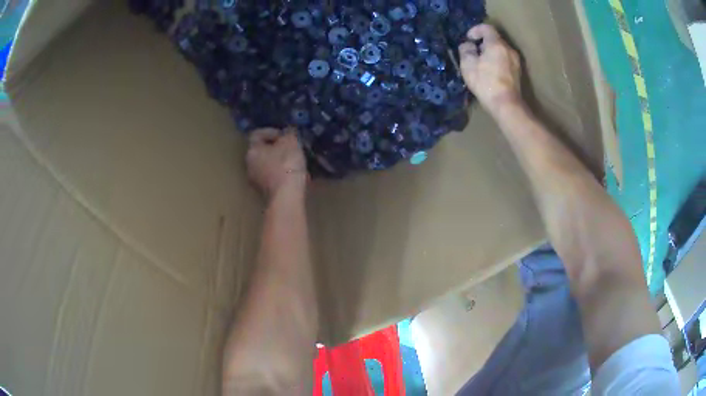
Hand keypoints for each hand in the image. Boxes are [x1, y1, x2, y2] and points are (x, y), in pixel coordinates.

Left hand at [246, 127, 307, 197]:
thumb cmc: (286, 165)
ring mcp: (256, 182)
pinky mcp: (265, 194)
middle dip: (276, 149)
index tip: (285, 135)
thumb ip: (288, 134)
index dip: (271, 131)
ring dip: (279, 163)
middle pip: (262, 151)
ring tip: (295, 162)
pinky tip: (295, 176)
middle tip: (291, 148)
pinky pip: (273, 179)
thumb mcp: (291, 142)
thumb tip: (288, 132)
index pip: (257, 135)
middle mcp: (249, 165)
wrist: (286, 197)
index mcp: (252, 150)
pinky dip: (282, 175)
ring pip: (267, 166)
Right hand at [459, 24, 521, 114]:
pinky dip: (497, 61)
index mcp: (497, 44)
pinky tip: (491, 72)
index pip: (486, 28)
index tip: (468, 39)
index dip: (475, 30)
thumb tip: (468, 45)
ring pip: (500, 50)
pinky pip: (505, 59)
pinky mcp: (518, 72)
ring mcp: (516, 61)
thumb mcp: (468, 64)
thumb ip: (465, 50)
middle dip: (482, 43)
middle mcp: (509, 49)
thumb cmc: (486, 82)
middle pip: (494, 39)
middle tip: (473, 53)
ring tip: (481, 64)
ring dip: (490, 52)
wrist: (506, 104)